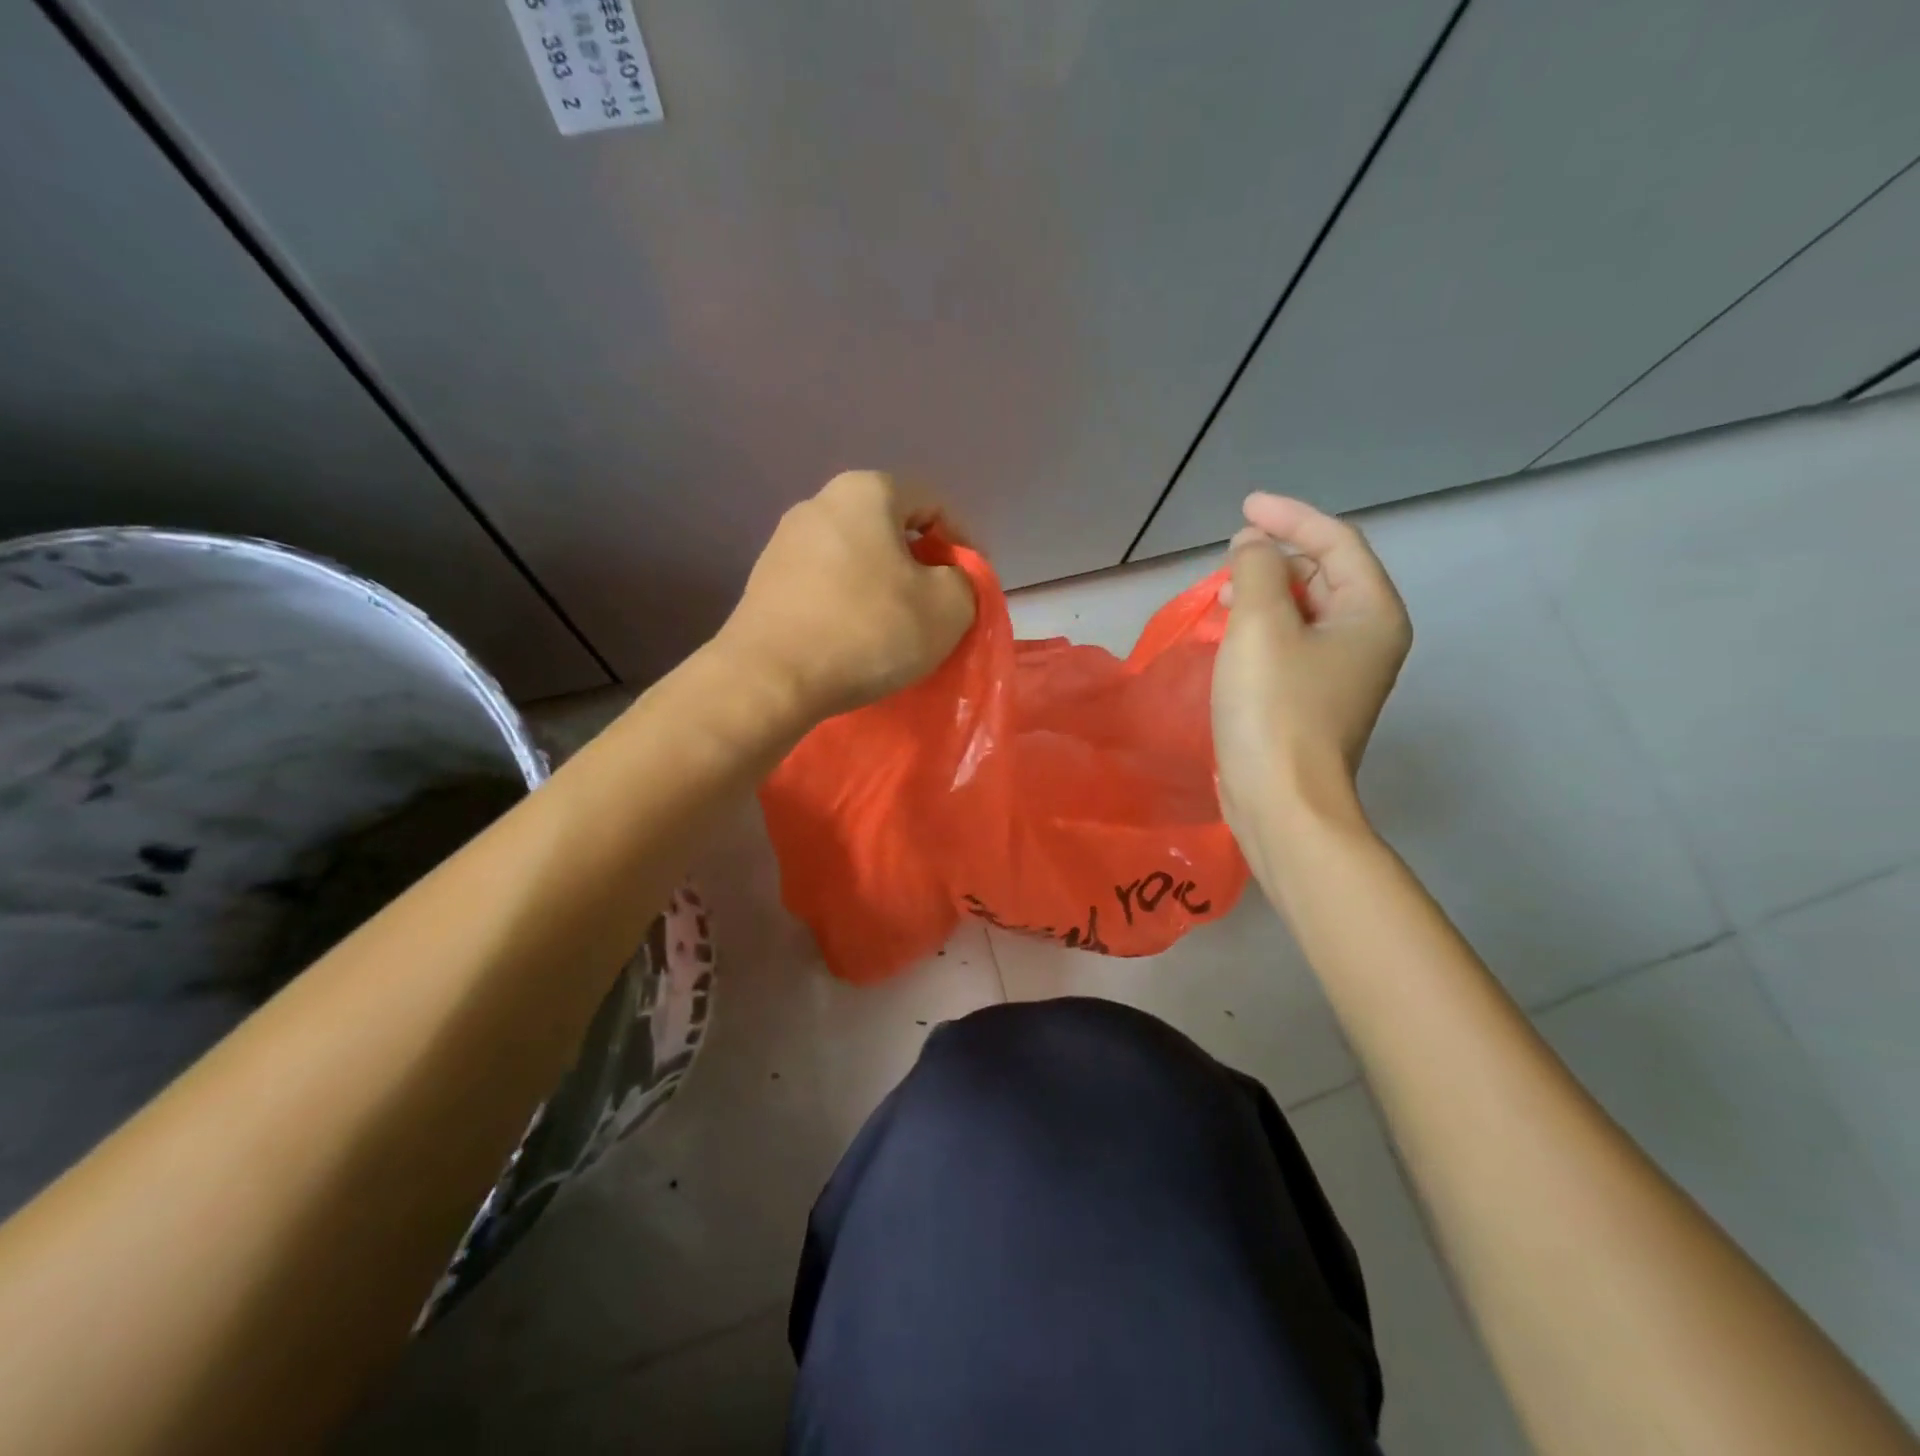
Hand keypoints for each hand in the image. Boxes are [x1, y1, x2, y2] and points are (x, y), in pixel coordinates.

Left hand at [717, 471, 976, 721]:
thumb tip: (948, 580)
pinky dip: (848, 606)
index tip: (969, 588)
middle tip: (937, 610)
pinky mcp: (764, 583)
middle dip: (920, 567)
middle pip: (890, 530)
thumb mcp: (948, 607)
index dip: (962, 544)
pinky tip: (855, 641)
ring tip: (896, 631)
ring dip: (883, 589)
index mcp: (866, 492)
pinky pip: (825, 585)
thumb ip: (965, 582)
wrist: (771, 679)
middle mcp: (819, 503)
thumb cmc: (868, 630)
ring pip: (856, 559)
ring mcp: (784, 543)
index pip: (933, 504)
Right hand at [1211, 493, 1411, 848]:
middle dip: (1276, 556)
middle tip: (1227, 556)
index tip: (1244, 507)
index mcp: (1371, 613)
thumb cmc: (1274, 708)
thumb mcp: (1260, 626)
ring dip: (1264, 592)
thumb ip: (1254, 571)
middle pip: (1324, 573)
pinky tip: (1229, 634)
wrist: (1281, 801)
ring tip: (1221, 594)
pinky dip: (1262, 627)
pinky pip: (1290, 643)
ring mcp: (1341, 673)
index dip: (1290, 516)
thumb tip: (1251, 549)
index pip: (1337, 542)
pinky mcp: (1313, 699)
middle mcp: (1367, 638)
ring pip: (1304, 610)